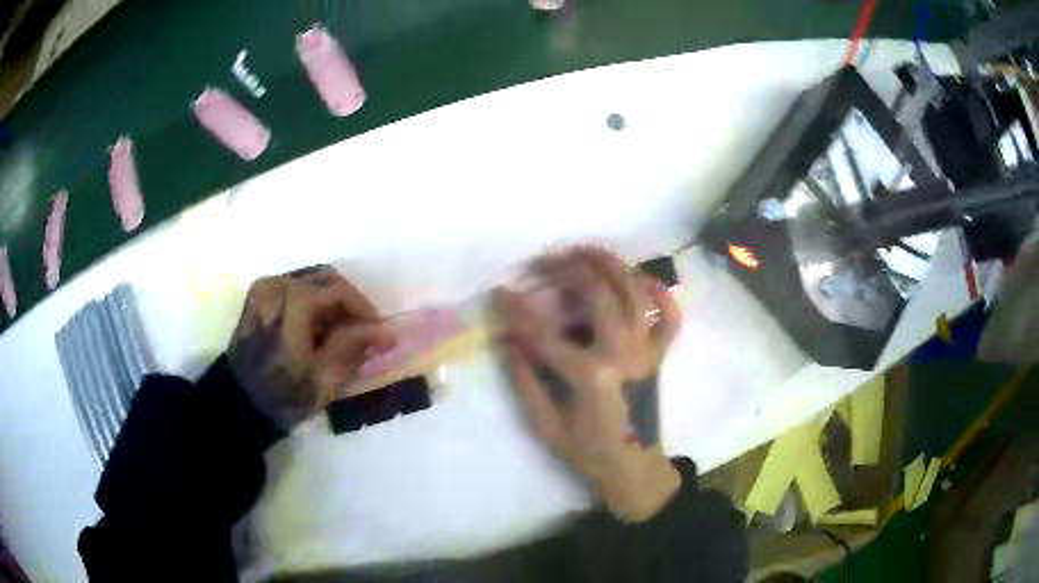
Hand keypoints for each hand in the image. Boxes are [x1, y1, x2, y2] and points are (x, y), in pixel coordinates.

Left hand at [228, 265, 394, 429]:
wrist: (239, 405)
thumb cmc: (284, 394)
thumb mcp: (325, 377)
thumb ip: (355, 345)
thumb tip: (386, 332)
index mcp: (294, 299)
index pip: (341, 291)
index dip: (366, 310)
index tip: (380, 334)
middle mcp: (277, 284)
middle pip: (326, 279)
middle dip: (349, 303)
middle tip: (363, 331)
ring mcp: (264, 289)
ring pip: (310, 282)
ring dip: (331, 303)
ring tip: (341, 333)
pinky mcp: (257, 299)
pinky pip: (293, 289)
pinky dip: (311, 303)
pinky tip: (316, 329)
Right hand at [493, 247, 682, 522]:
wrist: (633, 468)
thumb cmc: (586, 451)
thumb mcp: (544, 424)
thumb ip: (524, 379)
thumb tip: (509, 340)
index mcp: (590, 375)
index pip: (544, 332)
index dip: (517, 309)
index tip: (499, 292)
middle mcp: (623, 353)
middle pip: (598, 292)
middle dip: (567, 267)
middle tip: (542, 262)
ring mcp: (646, 350)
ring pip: (634, 291)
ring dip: (609, 264)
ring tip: (583, 251)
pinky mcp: (659, 354)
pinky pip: (670, 316)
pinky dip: (661, 292)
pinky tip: (642, 279)